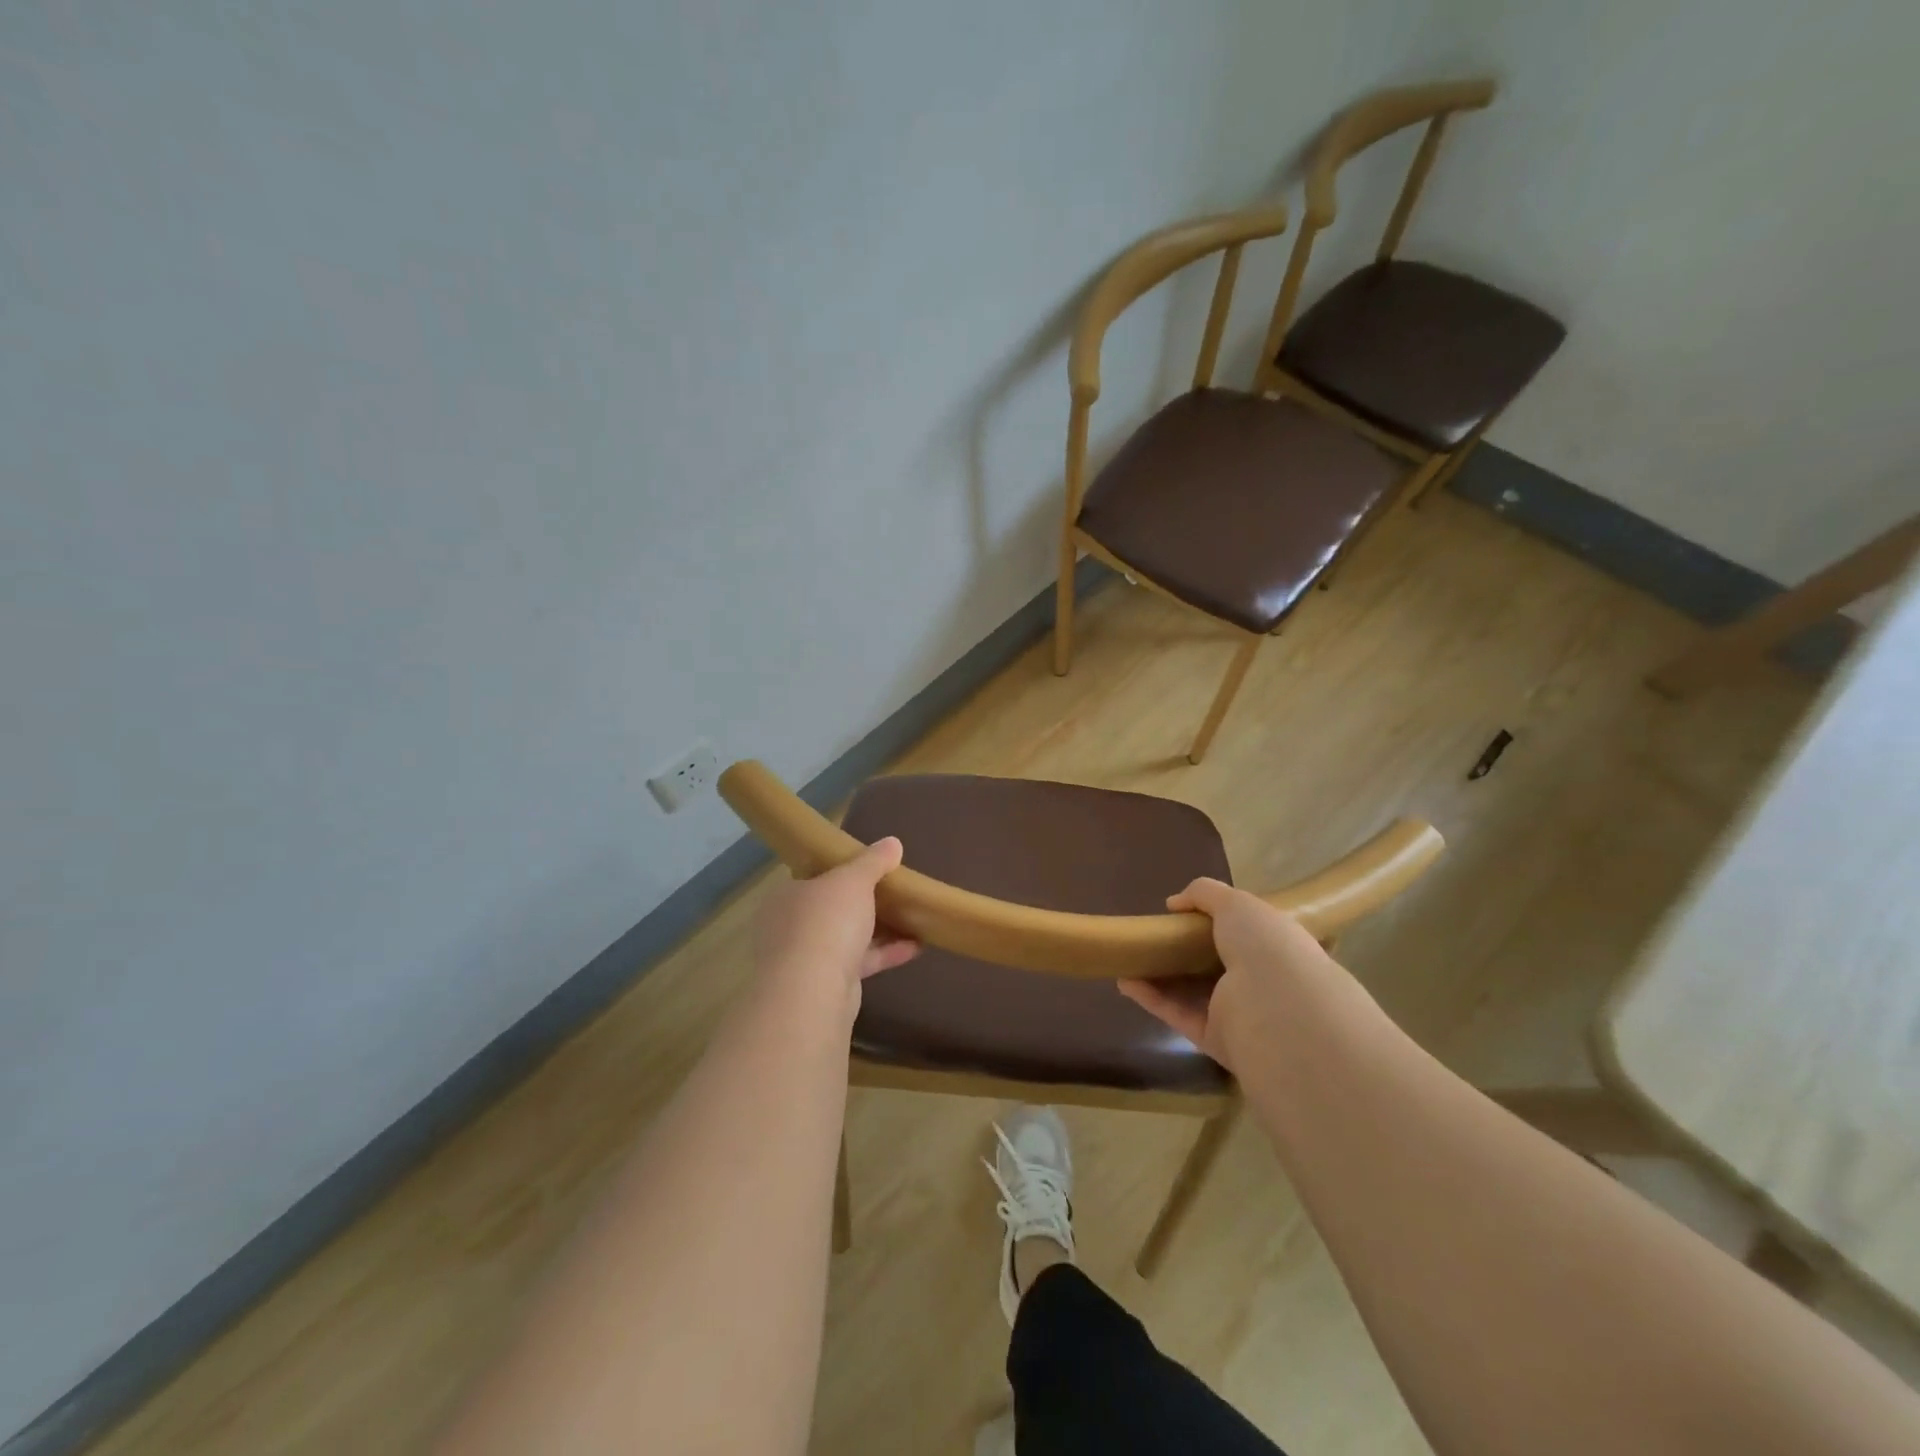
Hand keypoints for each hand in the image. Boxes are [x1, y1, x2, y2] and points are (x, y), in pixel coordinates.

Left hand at [754, 838, 919, 1017]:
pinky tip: (917, 946)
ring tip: (914, 918)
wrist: (813, 991)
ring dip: (880, 930)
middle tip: (895, 893)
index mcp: (787, 896)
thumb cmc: (826, 921)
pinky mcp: (828, 985)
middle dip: (864, 903)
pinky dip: (886, 953)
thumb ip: (873, 861)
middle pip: (833, 909)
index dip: (841, 872)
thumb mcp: (853, 880)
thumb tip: (892, 842)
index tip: (870, 868)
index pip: (814, 878)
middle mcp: (791, 927)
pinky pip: (861, 962)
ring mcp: (808, 959)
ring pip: (848, 938)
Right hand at [1118, 878, 1331, 1073]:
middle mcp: (1260, 981)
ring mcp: (1238, 1013)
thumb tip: (1174, 903)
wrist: (1276, 1009)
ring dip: (1161, 976)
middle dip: (1184, 951)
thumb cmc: (1264, 946)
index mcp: (1274, 947)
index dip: (1216, 922)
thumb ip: (1205, 894)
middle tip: (1153, 936)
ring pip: (1193, 992)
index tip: (1183, 914)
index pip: (1246, 934)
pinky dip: (1151, 998)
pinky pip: (1178, 1014)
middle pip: (1215, 964)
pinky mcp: (1215, 1039)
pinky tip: (1125, 981)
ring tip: (1129, 958)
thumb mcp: (1236, 903)